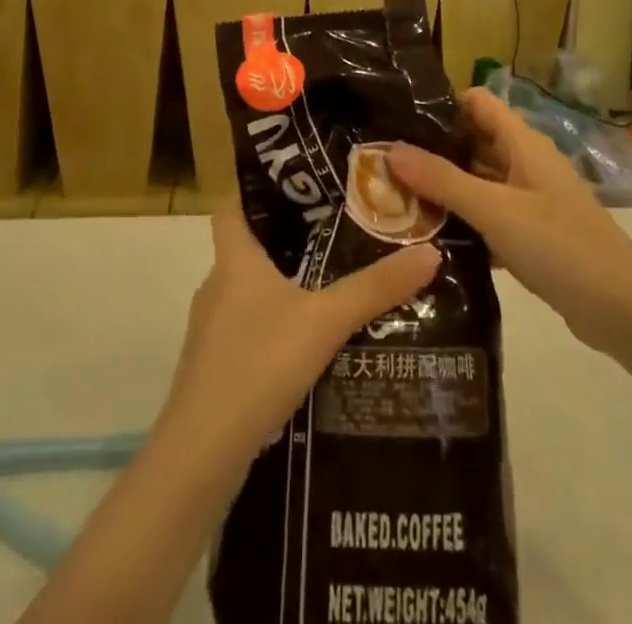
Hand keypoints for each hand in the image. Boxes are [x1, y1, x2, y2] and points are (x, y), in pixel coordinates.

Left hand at [157, 196, 439, 465]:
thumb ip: (375, 289)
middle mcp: (217, 285)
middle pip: (247, 246)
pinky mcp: (214, 367)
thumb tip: (430, 252)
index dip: (256, 186)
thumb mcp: (325, 321)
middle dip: (286, 236)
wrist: (201, 453)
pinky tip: (307, 342)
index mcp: (235, 259)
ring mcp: (210, 329)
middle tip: (334, 227)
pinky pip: (247, 326)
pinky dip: (273, 323)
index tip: (294, 178)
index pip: (233, 204)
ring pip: (248, 289)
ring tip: (329, 281)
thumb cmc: (258, 364)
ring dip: (282, 283)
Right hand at [386, 87, 631, 356]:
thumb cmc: (560, 245)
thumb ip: (442, 180)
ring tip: (394, 200)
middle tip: (383, 166)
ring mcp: (529, 200)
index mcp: (522, 143)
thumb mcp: (495, 210)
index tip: (399, 119)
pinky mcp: (530, 235)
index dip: (441, 104)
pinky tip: (427, 239)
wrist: (624, 310)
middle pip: (472, 142)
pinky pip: (487, 217)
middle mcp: (525, 163)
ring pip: (477, 182)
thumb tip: (390, 149)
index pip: (477, 102)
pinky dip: (462, 222)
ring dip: (443, 189)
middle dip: (432, 151)